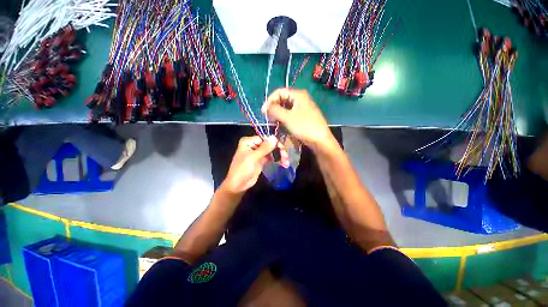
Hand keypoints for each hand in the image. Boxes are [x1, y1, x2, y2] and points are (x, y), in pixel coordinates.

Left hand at [222, 136, 288, 194]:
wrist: (238, 185)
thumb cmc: (243, 169)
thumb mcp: (253, 157)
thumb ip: (265, 148)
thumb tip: (274, 137)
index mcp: (248, 142)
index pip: (264, 138)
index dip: (274, 142)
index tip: (282, 148)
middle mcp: (253, 145)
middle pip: (269, 144)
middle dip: (278, 150)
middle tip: (286, 156)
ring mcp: (258, 153)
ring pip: (271, 151)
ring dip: (279, 155)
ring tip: (286, 161)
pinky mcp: (261, 160)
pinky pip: (271, 157)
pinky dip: (277, 159)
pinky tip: (284, 163)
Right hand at [262, 88, 333, 149]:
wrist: (320, 140)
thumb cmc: (304, 126)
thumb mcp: (287, 117)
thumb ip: (274, 110)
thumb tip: (265, 107)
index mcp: (298, 95)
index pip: (279, 92)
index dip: (270, 100)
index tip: (263, 112)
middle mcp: (301, 98)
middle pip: (283, 99)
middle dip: (274, 107)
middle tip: (269, 118)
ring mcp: (303, 107)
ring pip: (287, 107)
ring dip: (278, 113)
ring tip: (274, 122)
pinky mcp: (304, 116)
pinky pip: (291, 113)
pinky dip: (284, 117)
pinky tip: (281, 123)